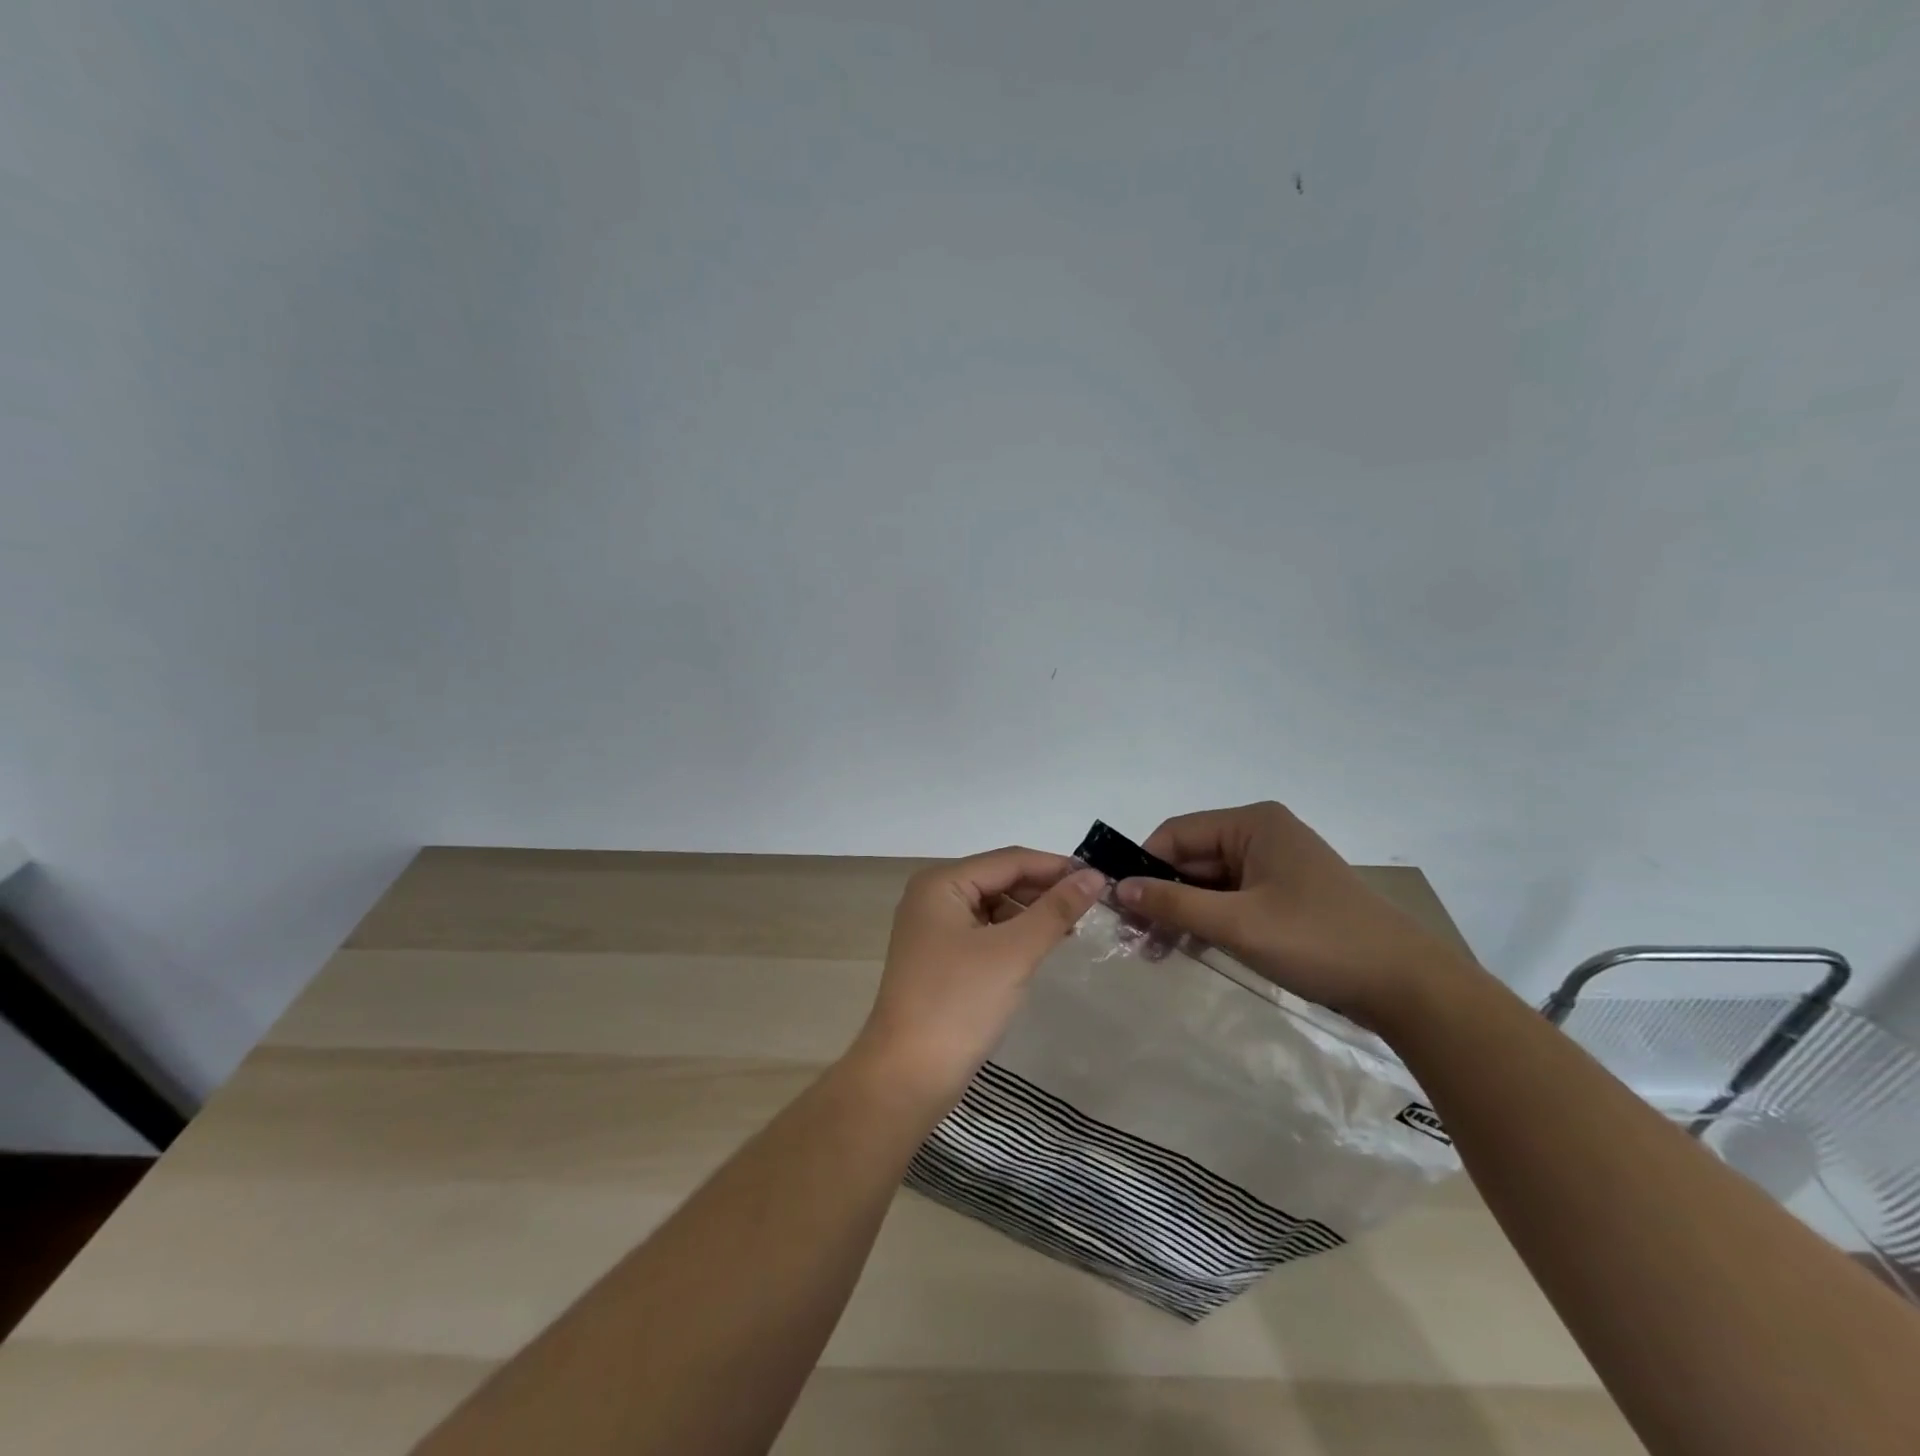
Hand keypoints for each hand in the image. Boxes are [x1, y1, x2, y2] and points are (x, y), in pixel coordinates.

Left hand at [850, 848, 1103, 1108]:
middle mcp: (933, 897)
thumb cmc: (959, 1003)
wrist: (907, 1076)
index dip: (1056, 866)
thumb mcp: (1013, 952)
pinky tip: (1042, 947)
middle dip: (1044, 890)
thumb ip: (1054, 910)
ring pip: (994, 907)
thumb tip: (1093, 876)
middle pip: (1000, 880)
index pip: (1009, 860)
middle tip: (1093, 905)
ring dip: (1032, 914)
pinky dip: (1015, 936)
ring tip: (1074, 927)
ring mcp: (934, 930)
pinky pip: (985, 933)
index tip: (1102, 878)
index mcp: (941, 883)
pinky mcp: (941, 959)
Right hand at [1116, 801, 1479, 1030]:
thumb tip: (1119, 888)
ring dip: (1181, 912)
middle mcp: (1262, 835)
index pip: (1176, 834)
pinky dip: (1208, 920)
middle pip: (1192, 858)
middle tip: (1133, 937)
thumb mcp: (1238, 924)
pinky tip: (1188, 948)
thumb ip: (1174, 903)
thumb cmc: (1318, 941)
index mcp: (1253, 824)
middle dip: (1161, 895)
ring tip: (1154, 950)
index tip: (1117, 904)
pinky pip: (1231, 899)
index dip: (1143, 866)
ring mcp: (1275, 866)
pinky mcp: (1285, 896)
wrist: (1407, 987)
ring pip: (1209, 882)